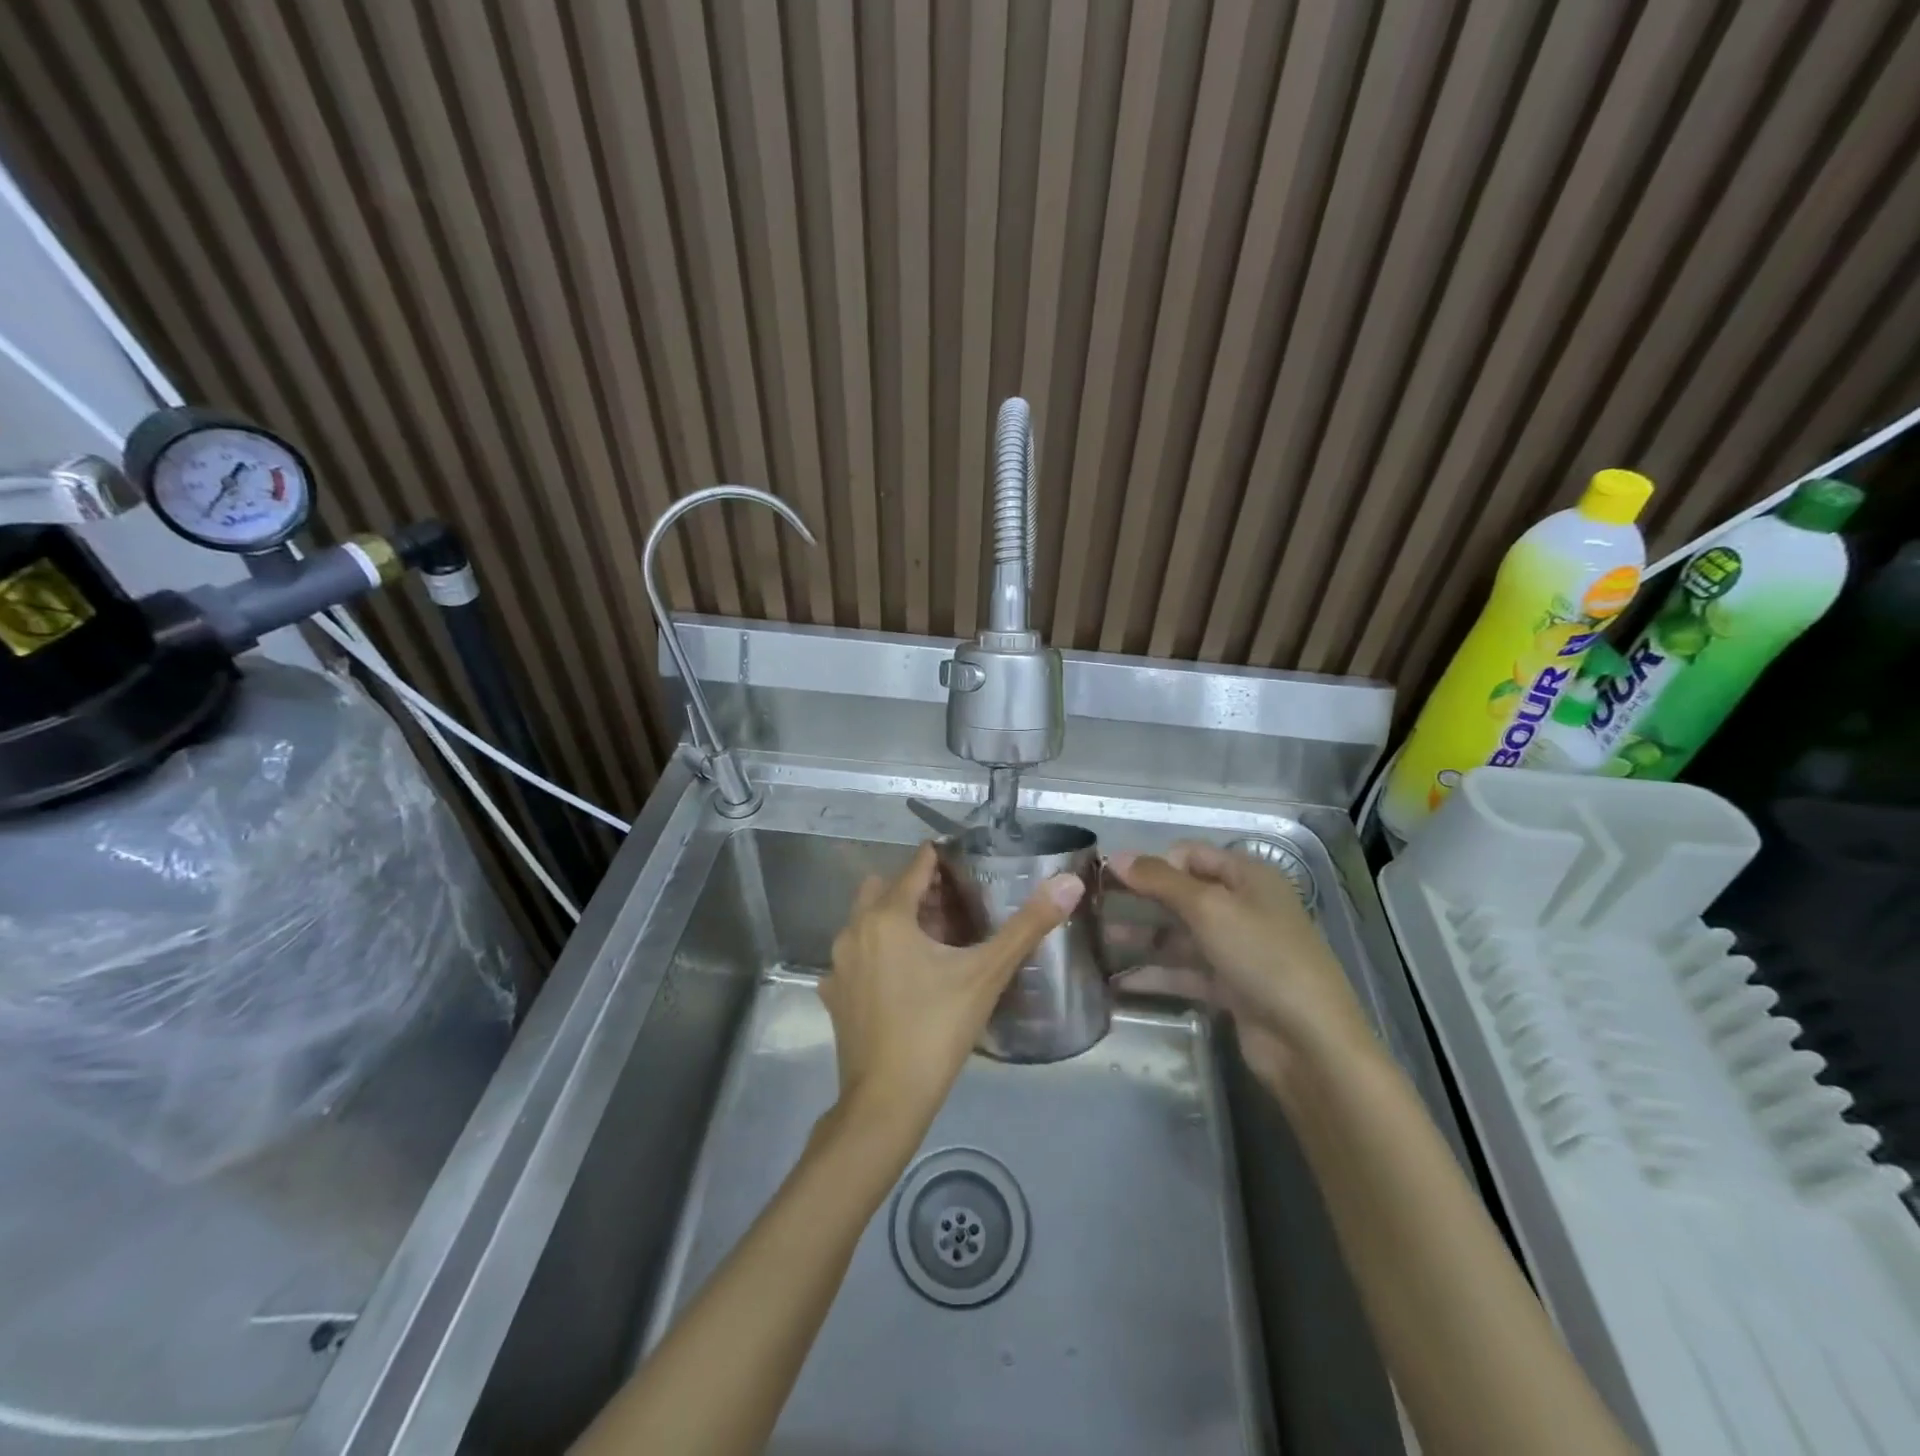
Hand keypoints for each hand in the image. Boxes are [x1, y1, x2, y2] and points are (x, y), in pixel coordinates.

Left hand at [822, 842, 1083, 1125]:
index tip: (966, 864)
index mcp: (888, 917)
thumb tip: (1069, 882)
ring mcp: (838, 965)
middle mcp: (854, 930)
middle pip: (884, 889)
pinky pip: (855, 957)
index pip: (915, 867)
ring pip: (865, 922)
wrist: (886, 1102)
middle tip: (951, 906)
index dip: (941, 861)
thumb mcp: (987, 975)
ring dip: (893, 920)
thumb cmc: (936, 1030)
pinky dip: (876, 955)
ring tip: (932, 940)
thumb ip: (1027, 926)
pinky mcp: (834, 995)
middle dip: (915, 889)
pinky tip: (902, 978)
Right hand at [1108, 842, 1374, 1087]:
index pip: (1191, 855)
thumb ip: (1160, 880)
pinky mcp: (1231, 988)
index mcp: (1248, 877)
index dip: (1152, 862)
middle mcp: (1244, 907)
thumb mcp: (1209, 908)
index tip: (1110, 876)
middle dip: (1141, 899)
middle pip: (1183, 894)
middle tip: (1094, 905)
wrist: (1310, 1042)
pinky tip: (1119, 981)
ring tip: (1097, 942)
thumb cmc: (1262, 956)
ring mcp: (1238, 950)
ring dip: (1142, 937)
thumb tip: (1116, 855)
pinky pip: (1186, 973)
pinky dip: (1156, 974)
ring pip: (1180, 935)